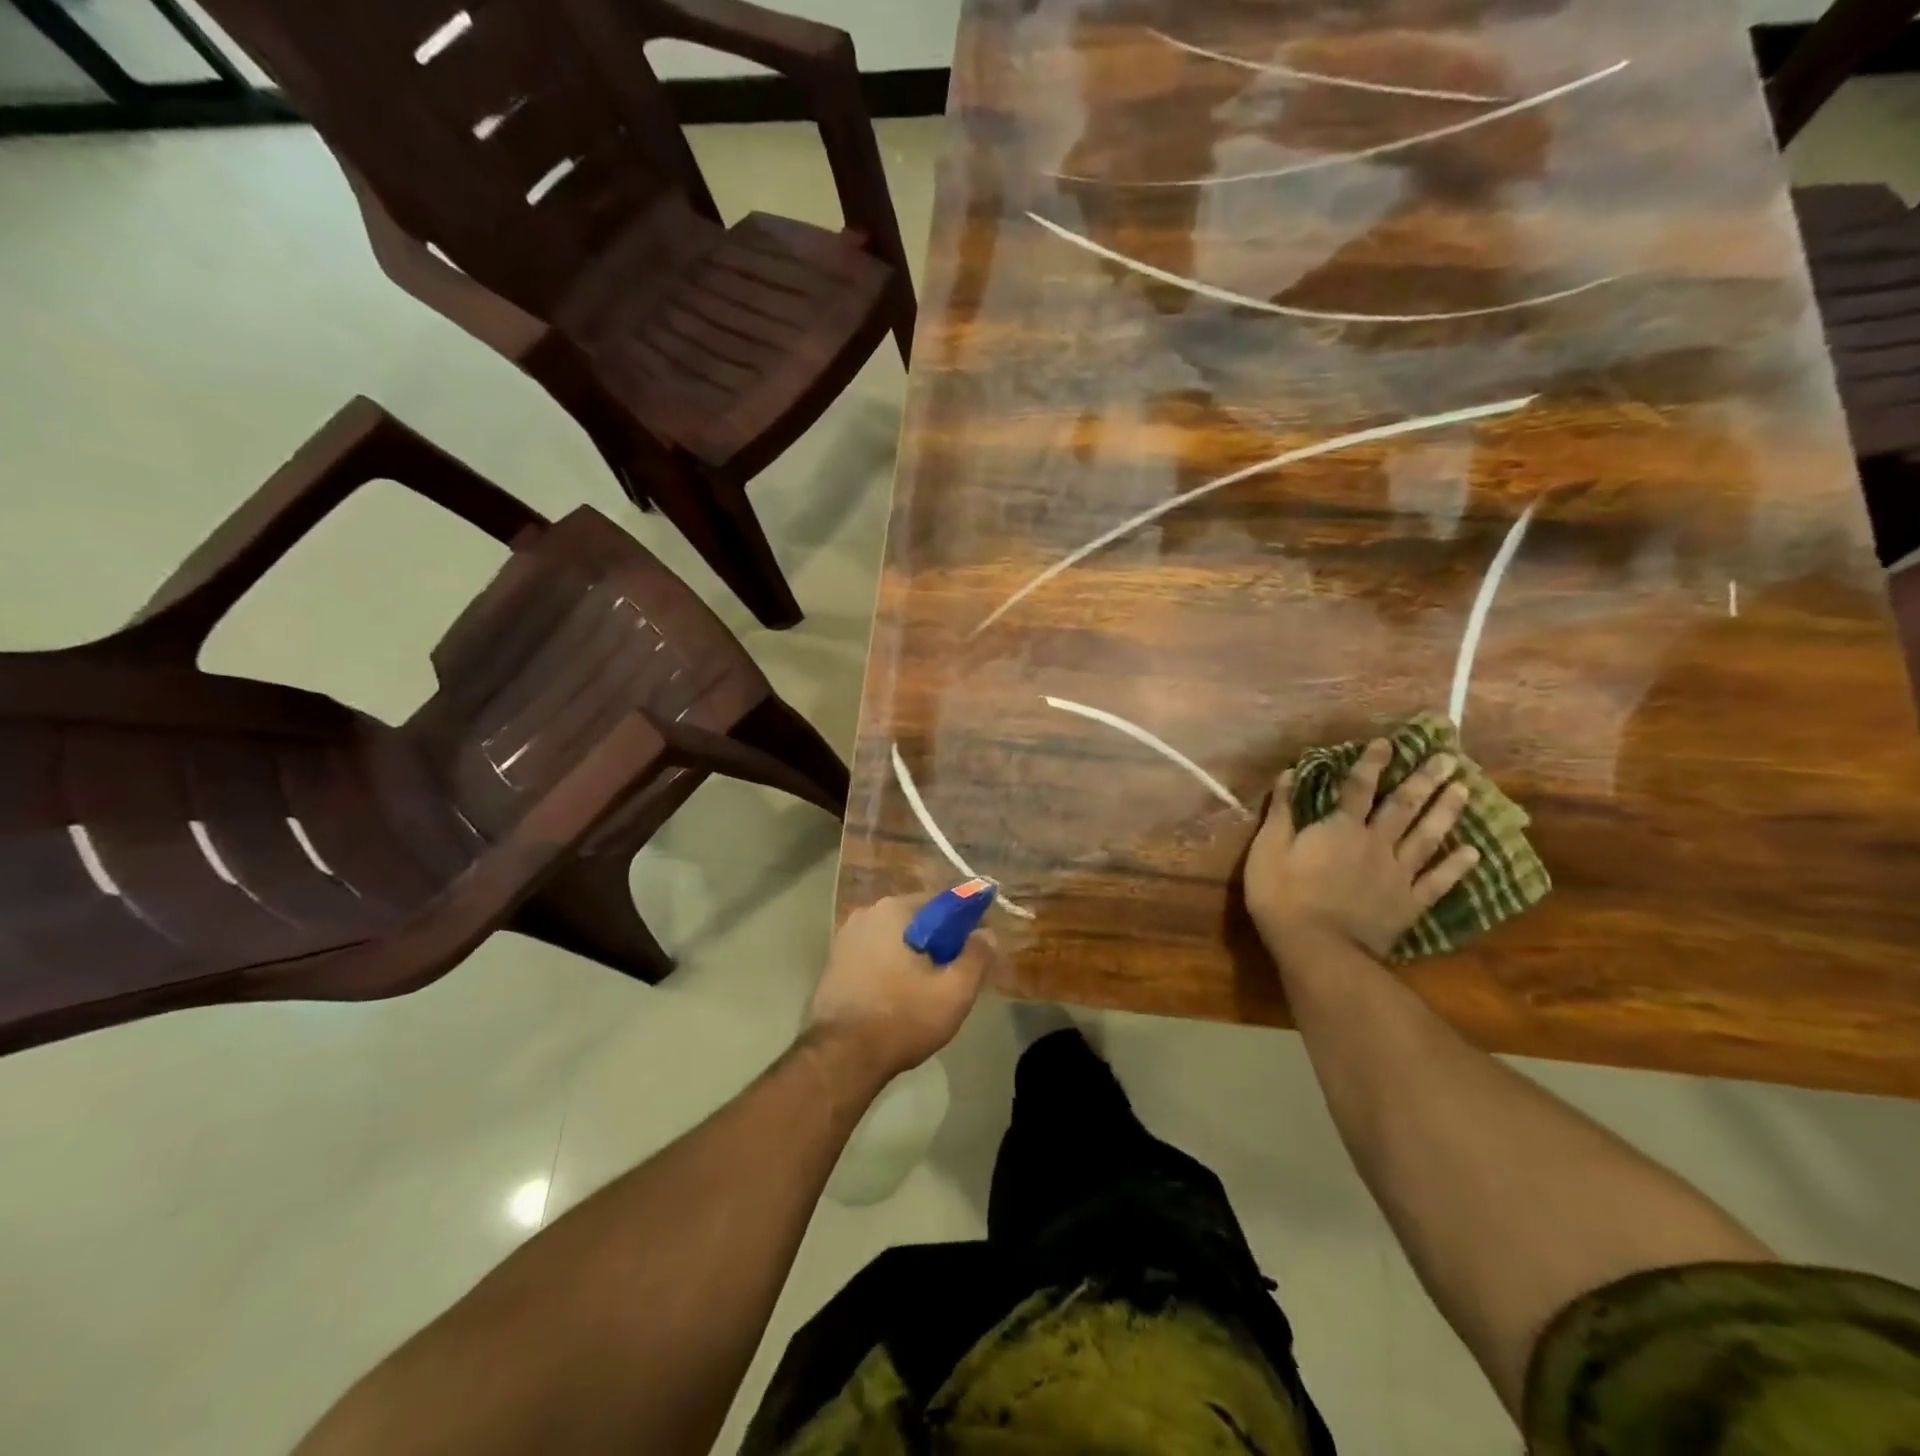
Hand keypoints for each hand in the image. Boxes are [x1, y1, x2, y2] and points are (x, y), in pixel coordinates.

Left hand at [807, 894, 996, 1081]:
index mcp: (894, 910)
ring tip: (927, 989)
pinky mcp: (833, 963)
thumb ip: (976, 957)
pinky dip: (890, 967)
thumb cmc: (902, 1018)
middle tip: (954, 973)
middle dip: (937, 941)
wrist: (841, 1058)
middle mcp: (866, 914)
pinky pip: (874, 955)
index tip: (976, 947)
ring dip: (912, 955)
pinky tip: (899, 996)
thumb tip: (987, 934)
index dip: (965, 923)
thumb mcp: (954, 992)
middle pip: (916, 920)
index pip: (942, 902)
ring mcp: (845, 939)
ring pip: (894, 939)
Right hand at [1244, 740, 1480, 958]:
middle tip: (1449, 759)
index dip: (1371, 763)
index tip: (1387, 743)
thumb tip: (1290, 773)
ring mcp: (1397, 874)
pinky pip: (1438, 881)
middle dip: (1424, 780)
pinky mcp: (1409, 903)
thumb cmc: (1283, 896)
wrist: (1318, 948)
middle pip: (1403, 806)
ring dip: (1446, 812)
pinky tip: (1474, 852)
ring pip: (1427, 836)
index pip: (1358, 787)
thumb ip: (1281, 811)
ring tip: (1465, 790)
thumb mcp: (1268, 849)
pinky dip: (1456, 866)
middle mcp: (1376, 843)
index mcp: (1340, 828)